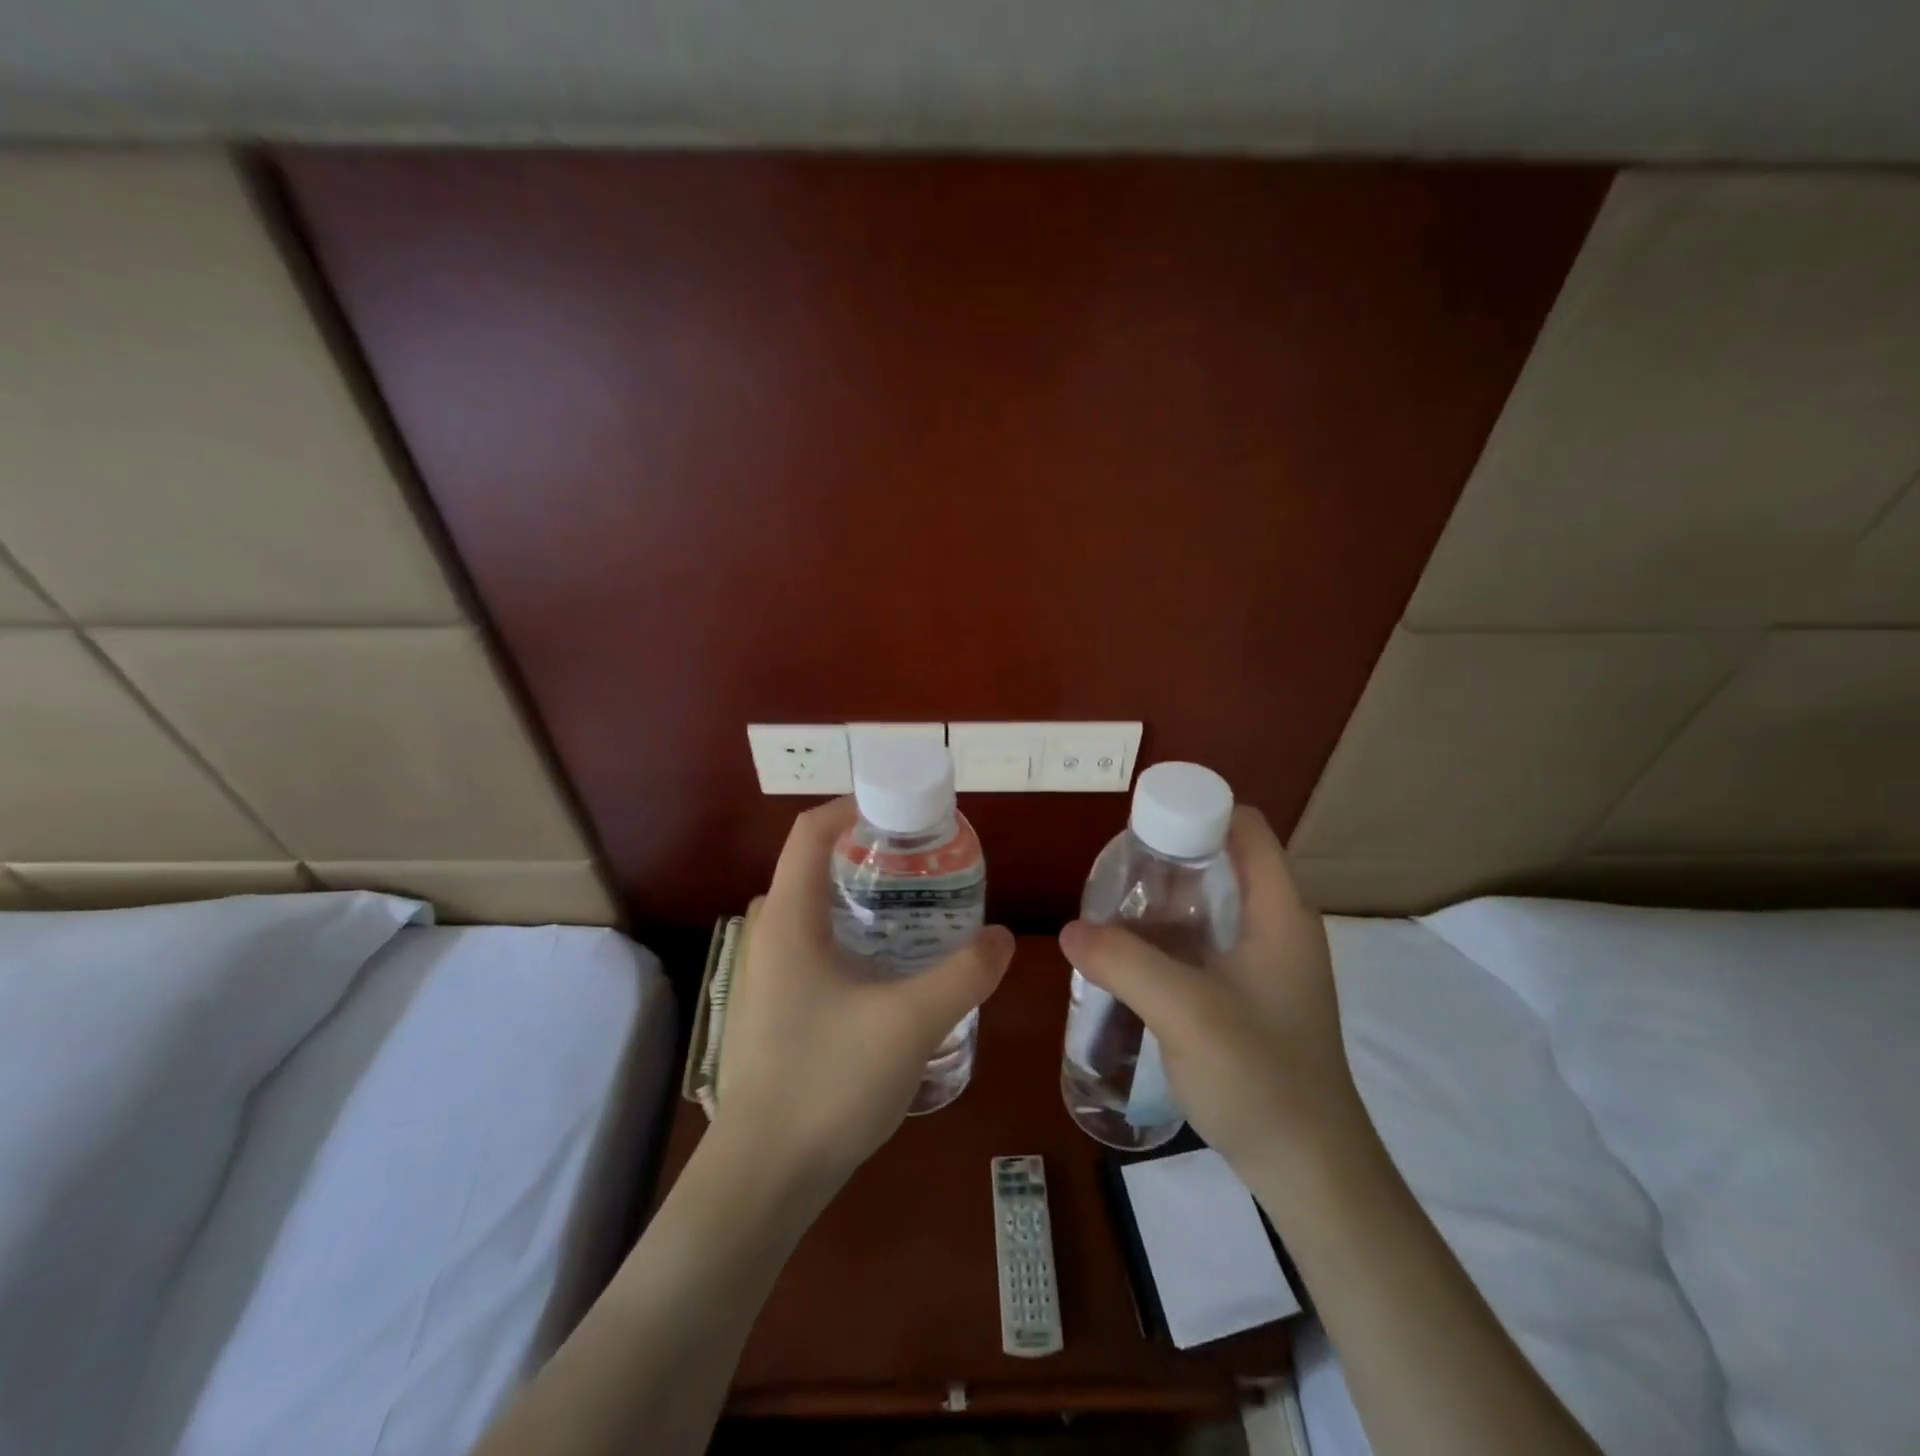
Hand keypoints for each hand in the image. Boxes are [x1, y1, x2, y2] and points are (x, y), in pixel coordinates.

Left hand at [714, 799, 1015, 1200]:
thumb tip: (1003, 937)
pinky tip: (894, 965)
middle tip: (927, 860)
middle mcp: (769, 933)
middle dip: (871, 850)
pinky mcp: (776, 1005)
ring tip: (921, 905)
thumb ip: (964, 974)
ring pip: (816, 907)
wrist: (762, 1179)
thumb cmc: (827, 1084)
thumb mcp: (910, 1023)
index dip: (857, 806)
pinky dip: (855, 932)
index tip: (908, 812)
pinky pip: (816, 944)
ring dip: (864, 894)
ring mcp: (768, 973)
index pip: (811, 830)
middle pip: (816, 864)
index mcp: (787, 918)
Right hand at [1058, 806, 1367, 1168]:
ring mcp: (1268, 964)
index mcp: (1279, 911)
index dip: (1196, 809)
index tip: (1140, 827)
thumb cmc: (1260, 1078)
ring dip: (1165, 901)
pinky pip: (1207, 943)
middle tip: (1115, 872)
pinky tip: (1131, 957)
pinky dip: (1171, 937)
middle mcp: (1279, 926)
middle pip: (1224, 860)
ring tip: (1112, 910)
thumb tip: (1069, 930)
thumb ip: (1123, 961)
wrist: (1311, 1172)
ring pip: (1212, 905)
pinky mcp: (1253, 996)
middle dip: (1169, 856)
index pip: (1245, 826)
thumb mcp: (1185, 1011)